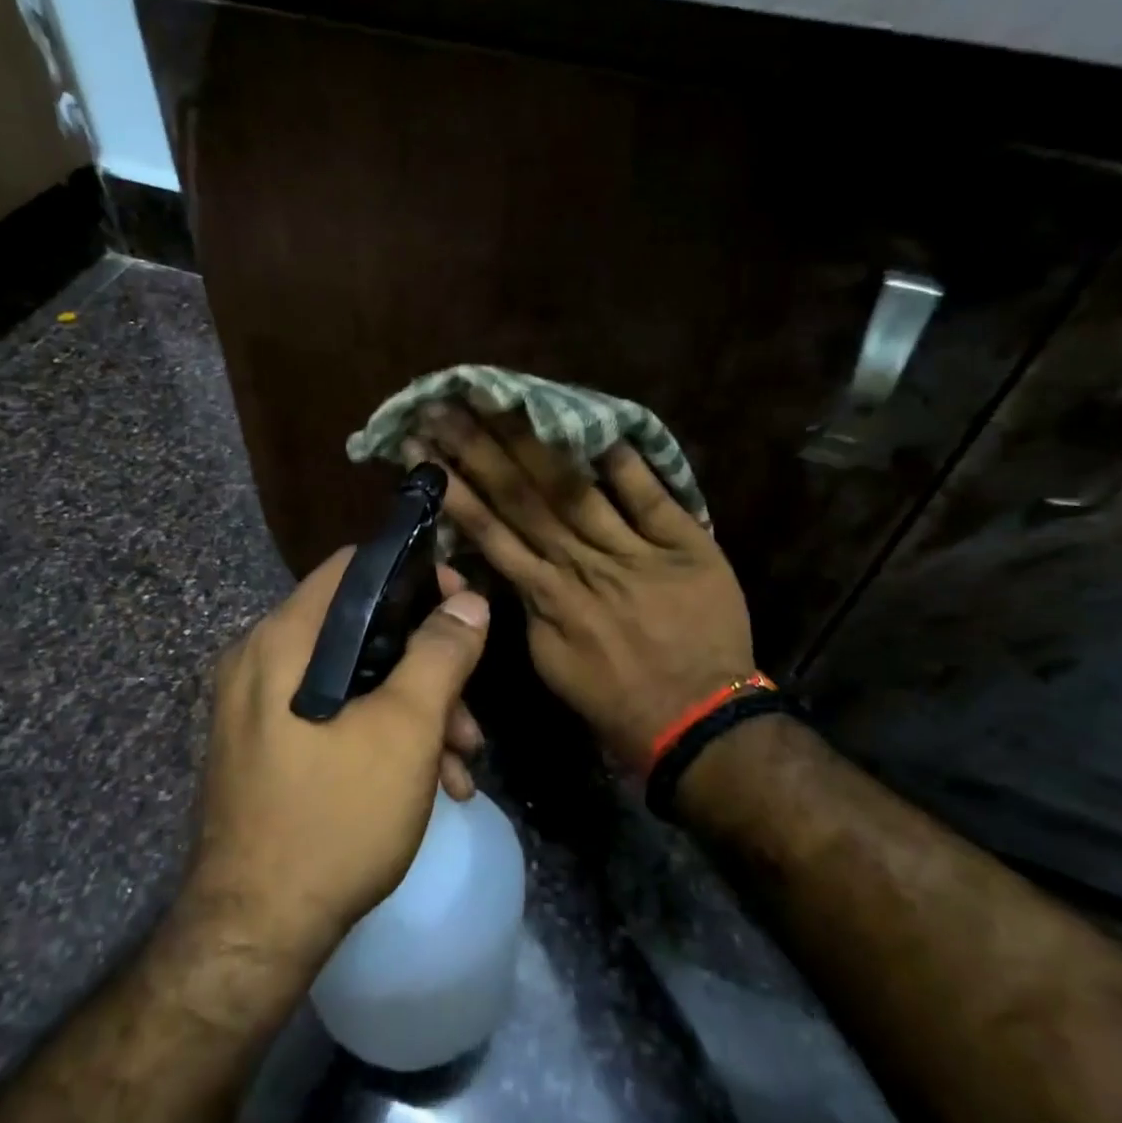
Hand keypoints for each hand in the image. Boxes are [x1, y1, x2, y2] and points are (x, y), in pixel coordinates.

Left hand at [189, 549, 491, 969]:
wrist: (255, 936)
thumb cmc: (334, 818)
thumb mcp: (405, 730)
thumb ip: (441, 655)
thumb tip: (469, 602)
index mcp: (282, 641)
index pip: (352, 569)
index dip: (413, 576)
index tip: (462, 603)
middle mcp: (261, 662)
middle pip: (361, 631)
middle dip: (427, 667)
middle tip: (470, 710)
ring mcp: (259, 710)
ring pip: (354, 682)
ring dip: (415, 712)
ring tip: (463, 763)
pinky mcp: (269, 749)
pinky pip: (334, 718)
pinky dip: (383, 737)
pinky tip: (432, 785)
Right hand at [410, 405, 752, 778]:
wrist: (697, 721)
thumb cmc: (615, 700)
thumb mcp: (549, 663)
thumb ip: (525, 608)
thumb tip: (503, 563)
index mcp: (546, 596)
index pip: (490, 529)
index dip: (455, 487)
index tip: (424, 448)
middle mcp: (581, 564)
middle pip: (523, 497)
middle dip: (479, 448)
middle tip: (446, 404)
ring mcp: (633, 551)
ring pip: (573, 488)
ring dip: (532, 443)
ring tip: (498, 402)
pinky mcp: (684, 545)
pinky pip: (648, 496)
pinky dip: (624, 461)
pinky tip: (594, 421)